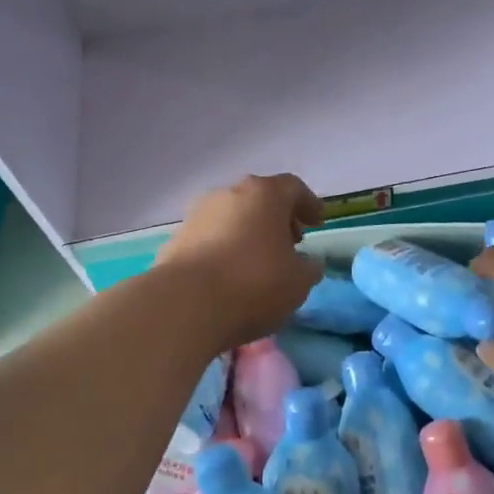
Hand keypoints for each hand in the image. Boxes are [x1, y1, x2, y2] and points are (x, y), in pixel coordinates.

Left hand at [158, 175, 324, 350]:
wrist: (185, 305)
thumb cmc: (254, 284)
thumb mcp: (298, 281)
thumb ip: (308, 268)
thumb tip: (308, 263)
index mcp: (264, 194)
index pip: (293, 188)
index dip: (308, 204)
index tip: (317, 223)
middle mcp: (229, 194)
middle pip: (259, 199)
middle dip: (277, 218)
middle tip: (290, 242)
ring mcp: (197, 215)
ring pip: (231, 217)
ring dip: (248, 233)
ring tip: (258, 261)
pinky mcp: (175, 239)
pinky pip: (209, 238)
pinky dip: (223, 249)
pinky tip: (229, 275)